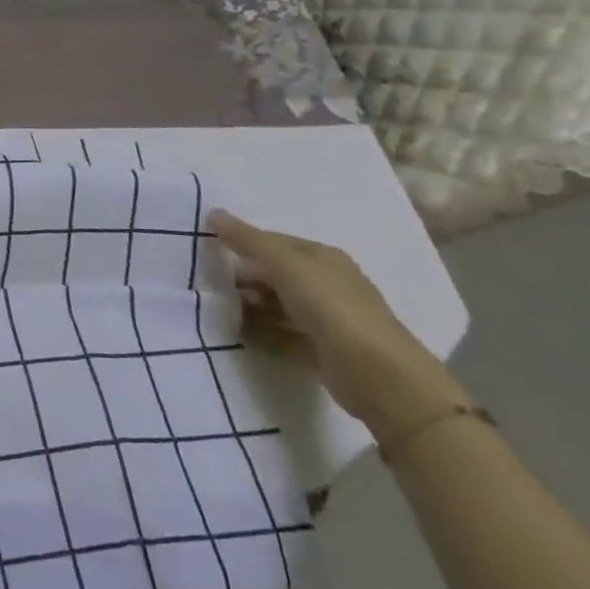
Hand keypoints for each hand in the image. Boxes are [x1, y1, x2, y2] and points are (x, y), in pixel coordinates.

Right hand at [210, 211, 468, 436]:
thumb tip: (213, 213)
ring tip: (220, 310)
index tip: (210, 251)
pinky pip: (282, 332)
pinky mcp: (323, 349)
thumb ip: (249, 241)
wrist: (379, 376)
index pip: (274, 241)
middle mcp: (327, 283)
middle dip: (245, 277)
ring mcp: (327, 318)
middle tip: (212, 284)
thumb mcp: (286, 265)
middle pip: (275, 273)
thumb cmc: (332, 308)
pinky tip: (240, 333)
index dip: (243, 243)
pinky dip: (262, 331)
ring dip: (250, 305)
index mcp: (322, 257)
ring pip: (278, 304)